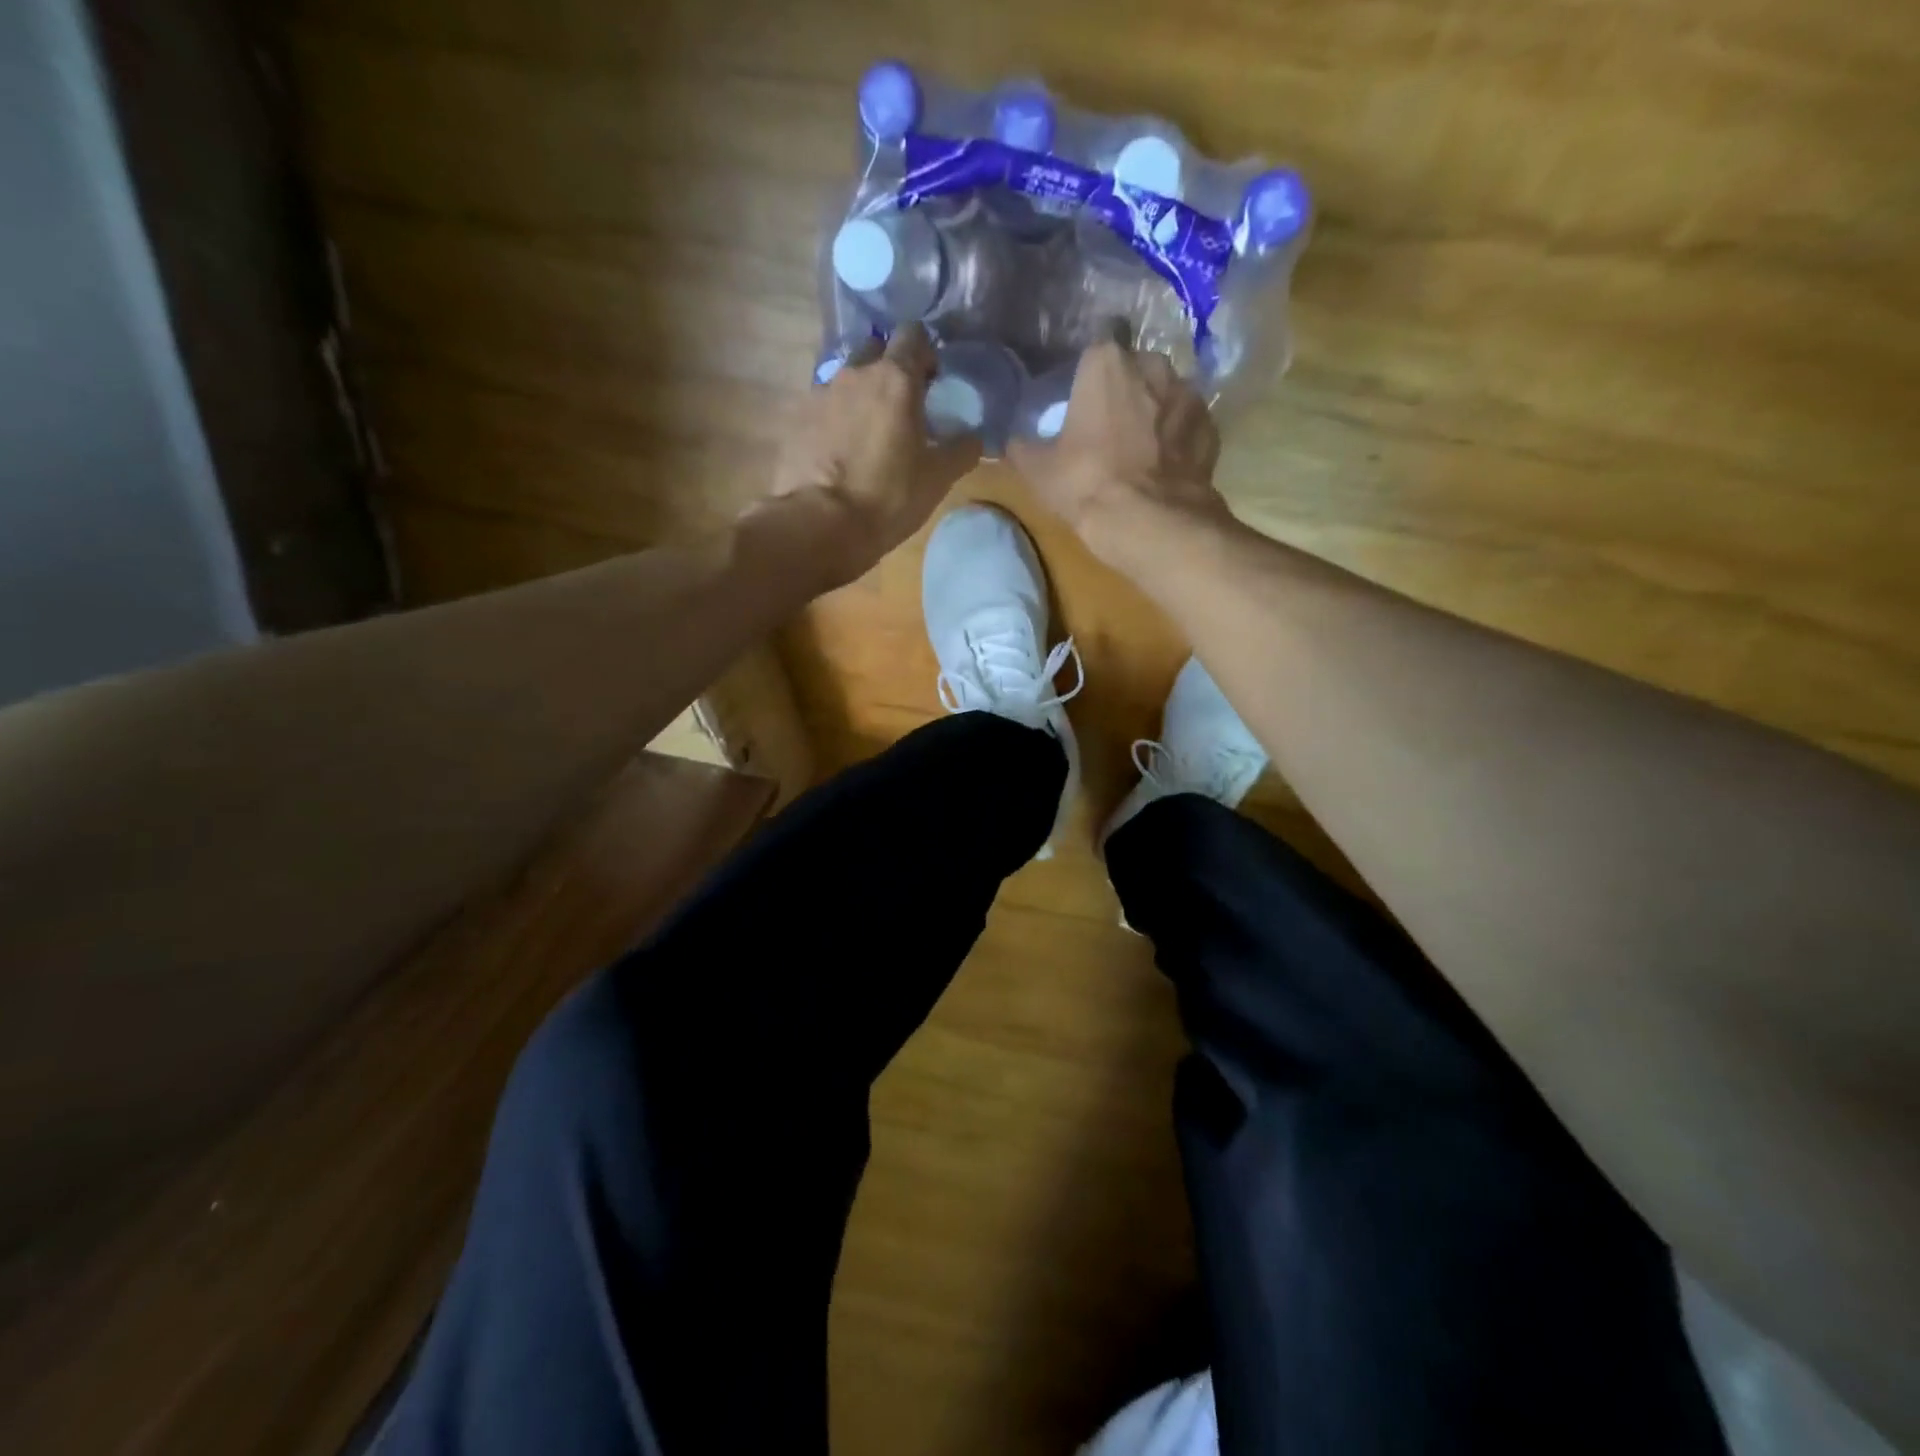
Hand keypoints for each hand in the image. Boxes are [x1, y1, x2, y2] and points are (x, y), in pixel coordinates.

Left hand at [767, 323, 981, 586]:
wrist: (821, 524)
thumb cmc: (888, 497)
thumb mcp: (938, 478)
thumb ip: (961, 450)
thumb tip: (973, 437)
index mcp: (895, 378)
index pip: (914, 335)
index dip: (926, 354)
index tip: (932, 382)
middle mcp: (854, 373)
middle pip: (875, 351)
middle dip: (889, 370)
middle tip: (901, 408)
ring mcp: (820, 394)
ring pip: (846, 380)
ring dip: (860, 397)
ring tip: (868, 434)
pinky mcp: (796, 420)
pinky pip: (822, 408)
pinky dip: (835, 420)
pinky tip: (840, 452)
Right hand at [1007, 335, 1228, 571]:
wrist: (1152, 522)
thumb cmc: (1088, 484)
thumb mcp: (1038, 471)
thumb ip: (1023, 448)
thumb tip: (1014, 442)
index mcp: (1106, 363)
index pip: (1094, 351)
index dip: (1087, 377)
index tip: (1081, 402)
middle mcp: (1153, 365)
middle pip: (1135, 369)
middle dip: (1125, 391)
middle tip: (1110, 428)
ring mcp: (1189, 395)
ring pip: (1166, 397)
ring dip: (1155, 414)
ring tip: (1141, 450)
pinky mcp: (1211, 428)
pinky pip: (1188, 427)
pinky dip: (1179, 441)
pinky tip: (1166, 468)